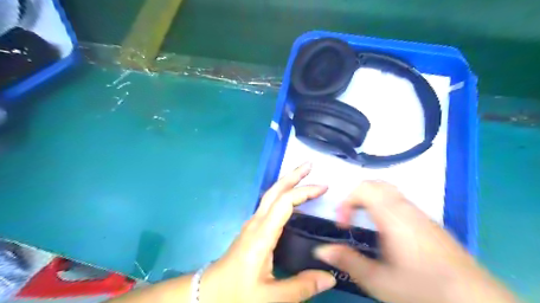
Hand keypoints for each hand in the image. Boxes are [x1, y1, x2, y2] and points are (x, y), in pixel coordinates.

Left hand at [201, 163, 335, 302]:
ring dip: (287, 183)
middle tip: (310, 165)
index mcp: (262, 234)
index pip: (285, 203)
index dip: (304, 192)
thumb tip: (330, 276)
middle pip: (275, 191)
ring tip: (303, 176)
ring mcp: (252, 224)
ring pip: (270, 196)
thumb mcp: (270, 297)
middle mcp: (256, 223)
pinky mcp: (251, 229)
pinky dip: (282, 195)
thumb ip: (301, 287)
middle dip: (292, 175)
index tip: (323, 188)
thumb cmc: (237, 293)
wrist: (209, 294)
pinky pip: (268, 205)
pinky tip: (290, 200)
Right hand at [313, 181, 513, 302]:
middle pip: (376, 184)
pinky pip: (400, 201)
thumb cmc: (424, 289)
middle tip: (351, 218)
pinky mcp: (429, 222)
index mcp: (392, 217)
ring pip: (389, 191)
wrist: (476, 300)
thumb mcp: (379, 281)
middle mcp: (406, 209)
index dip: (346, 202)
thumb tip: (321, 250)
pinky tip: (387, 231)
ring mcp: (420, 214)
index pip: (363, 189)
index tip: (343, 224)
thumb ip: (348, 261)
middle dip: (357, 196)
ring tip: (365, 223)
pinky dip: (384, 205)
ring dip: (371, 200)